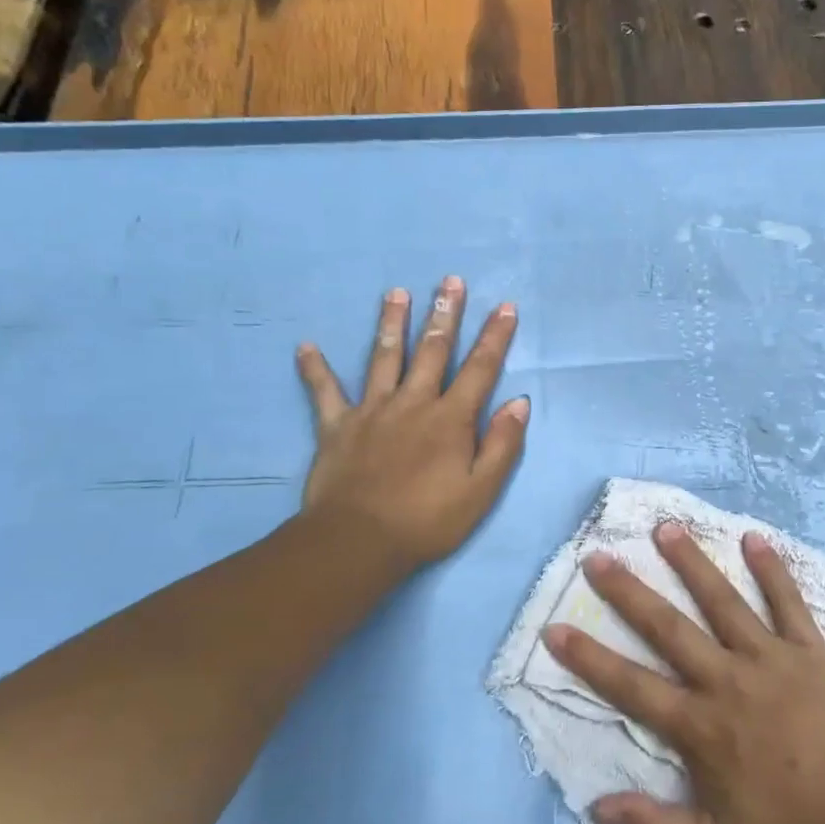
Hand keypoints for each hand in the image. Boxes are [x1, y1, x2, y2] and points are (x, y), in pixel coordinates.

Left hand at [292, 277, 528, 585]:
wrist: (358, 543)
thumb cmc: (427, 520)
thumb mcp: (481, 491)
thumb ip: (502, 444)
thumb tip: (519, 402)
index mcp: (451, 419)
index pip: (480, 368)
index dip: (495, 337)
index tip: (505, 306)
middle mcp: (414, 403)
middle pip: (432, 350)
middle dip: (445, 314)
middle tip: (450, 281)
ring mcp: (372, 411)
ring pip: (384, 358)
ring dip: (391, 323)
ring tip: (395, 292)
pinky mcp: (337, 426)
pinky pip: (324, 393)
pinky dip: (315, 370)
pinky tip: (305, 347)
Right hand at [544, 524, 824, 823]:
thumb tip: (595, 807)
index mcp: (701, 726)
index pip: (631, 685)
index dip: (590, 658)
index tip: (556, 628)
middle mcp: (727, 680)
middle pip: (669, 628)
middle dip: (629, 592)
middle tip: (599, 556)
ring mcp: (770, 658)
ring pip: (723, 601)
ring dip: (692, 563)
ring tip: (666, 528)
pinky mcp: (809, 650)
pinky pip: (788, 602)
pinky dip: (771, 569)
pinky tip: (754, 538)